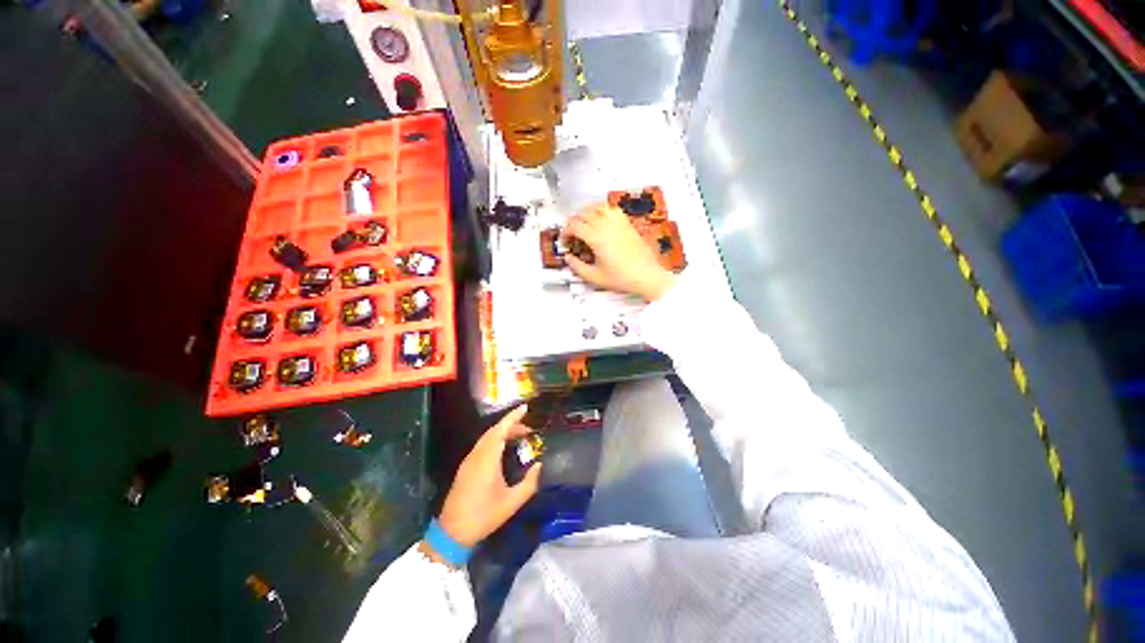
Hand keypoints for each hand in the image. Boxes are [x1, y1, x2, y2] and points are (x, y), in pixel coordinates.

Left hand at [435, 405, 540, 548]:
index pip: (501, 430)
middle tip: (528, 429)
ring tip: (519, 436)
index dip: (513, 417)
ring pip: (487, 437)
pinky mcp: (466, 467)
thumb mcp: (512, 502)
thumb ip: (529, 483)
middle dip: (511, 425)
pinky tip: (504, 448)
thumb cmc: (484, 516)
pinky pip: (483, 445)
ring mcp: (469, 460)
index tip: (525, 407)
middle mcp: (477, 455)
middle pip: (494, 431)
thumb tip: (539, 465)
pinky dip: (495, 439)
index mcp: (487, 459)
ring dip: (503, 432)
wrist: (452, 532)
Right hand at [561, 204, 676, 301]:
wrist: (646, 276)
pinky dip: (602, 209)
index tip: (565, 240)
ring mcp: (618, 223)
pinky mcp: (627, 224)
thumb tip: (568, 258)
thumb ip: (577, 267)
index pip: (574, 226)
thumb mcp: (595, 277)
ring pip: (597, 207)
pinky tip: (601, 218)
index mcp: (597, 239)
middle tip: (571, 233)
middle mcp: (607, 227)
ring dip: (586, 212)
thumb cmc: (622, 278)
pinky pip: (612, 209)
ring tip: (583, 222)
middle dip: (573, 221)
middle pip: (584, 213)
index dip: (565, 231)